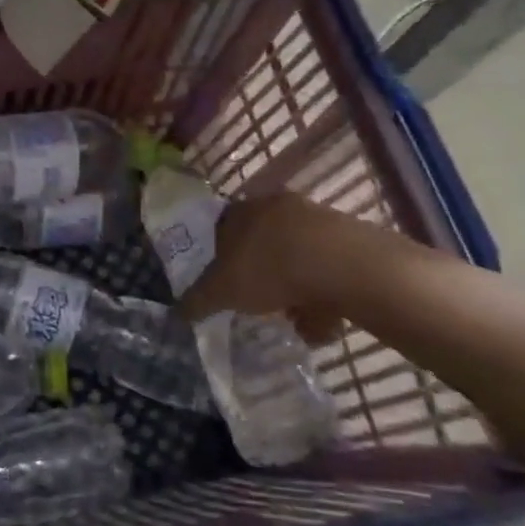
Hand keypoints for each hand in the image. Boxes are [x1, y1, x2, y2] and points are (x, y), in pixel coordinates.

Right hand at [181, 193, 349, 343]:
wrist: (341, 264)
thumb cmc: (268, 268)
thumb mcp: (221, 291)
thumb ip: (198, 300)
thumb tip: (178, 312)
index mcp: (240, 211)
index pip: (221, 228)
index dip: (219, 256)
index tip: (224, 282)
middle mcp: (275, 206)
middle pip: (260, 242)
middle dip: (259, 272)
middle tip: (258, 301)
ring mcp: (314, 218)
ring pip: (295, 256)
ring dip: (294, 286)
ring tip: (294, 318)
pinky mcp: (347, 236)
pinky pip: (326, 268)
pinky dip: (322, 292)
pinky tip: (322, 319)